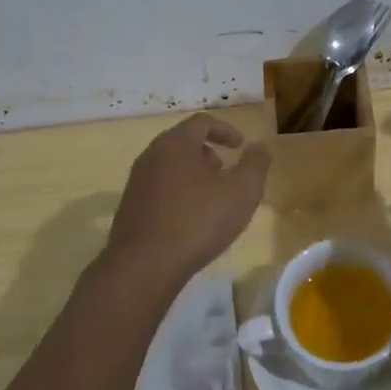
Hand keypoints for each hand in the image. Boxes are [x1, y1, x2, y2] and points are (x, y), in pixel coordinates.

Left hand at [104, 114, 268, 288]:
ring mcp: (137, 182)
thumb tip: (260, 147)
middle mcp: (151, 156)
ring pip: (171, 167)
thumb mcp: (242, 192)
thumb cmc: (198, 221)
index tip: (241, 146)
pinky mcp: (130, 208)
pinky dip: (180, 194)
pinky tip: (192, 220)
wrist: (144, 266)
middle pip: (184, 143)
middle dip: (209, 154)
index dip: (226, 130)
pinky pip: (160, 189)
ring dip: (194, 175)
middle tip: (228, 173)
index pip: (202, 122)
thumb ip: (255, 164)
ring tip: (213, 199)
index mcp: (175, 144)